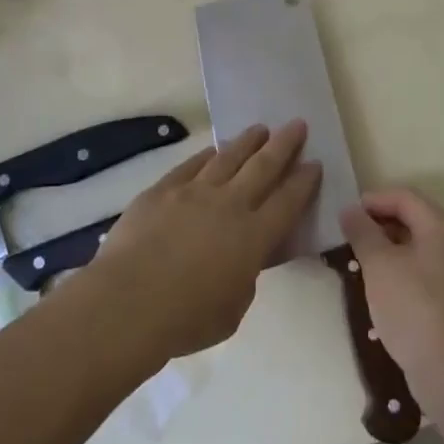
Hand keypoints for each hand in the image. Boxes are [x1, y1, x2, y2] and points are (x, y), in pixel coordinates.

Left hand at [94, 122, 319, 360]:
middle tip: (297, 124)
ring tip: (260, 128)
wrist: (128, 302)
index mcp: (254, 236)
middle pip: (263, 166)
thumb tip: (241, 261)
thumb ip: (244, 278)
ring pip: (228, 157)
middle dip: (284, 144)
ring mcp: (194, 192)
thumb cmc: (186, 318)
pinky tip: (214, 150)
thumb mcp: (233, 309)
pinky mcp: (162, 190)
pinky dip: (207, 155)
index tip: (315, 162)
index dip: (304, 181)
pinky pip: (191, 165)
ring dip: (248, 141)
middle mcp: (229, 204)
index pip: (288, 201)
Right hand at [340, 188, 443, 404]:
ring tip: (361, 263)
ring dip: (389, 249)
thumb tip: (351, 210)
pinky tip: (382, 289)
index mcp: (442, 227)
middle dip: (380, 224)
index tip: (346, 215)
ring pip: (419, 247)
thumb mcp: (379, 265)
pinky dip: (401, 270)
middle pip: (415, 219)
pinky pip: (425, 271)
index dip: (374, 200)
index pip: (406, 197)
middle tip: (350, 238)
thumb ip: (363, 232)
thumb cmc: (412, 306)